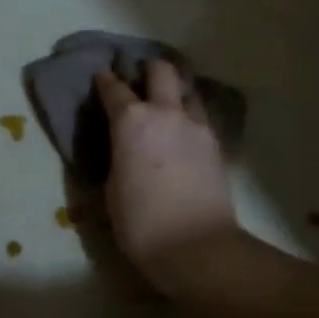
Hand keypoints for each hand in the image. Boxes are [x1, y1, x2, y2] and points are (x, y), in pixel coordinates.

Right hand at [94, 60, 237, 293]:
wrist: (197, 248)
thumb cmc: (141, 223)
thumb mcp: (112, 191)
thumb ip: (115, 159)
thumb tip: (120, 151)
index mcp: (132, 121)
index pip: (114, 88)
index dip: (105, 81)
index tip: (101, 79)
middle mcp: (166, 112)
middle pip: (161, 71)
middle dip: (148, 70)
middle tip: (140, 80)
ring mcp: (197, 126)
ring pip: (188, 91)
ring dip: (175, 92)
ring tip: (166, 107)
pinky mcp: (217, 145)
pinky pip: (201, 118)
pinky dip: (190, 118)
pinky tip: (184, 134)